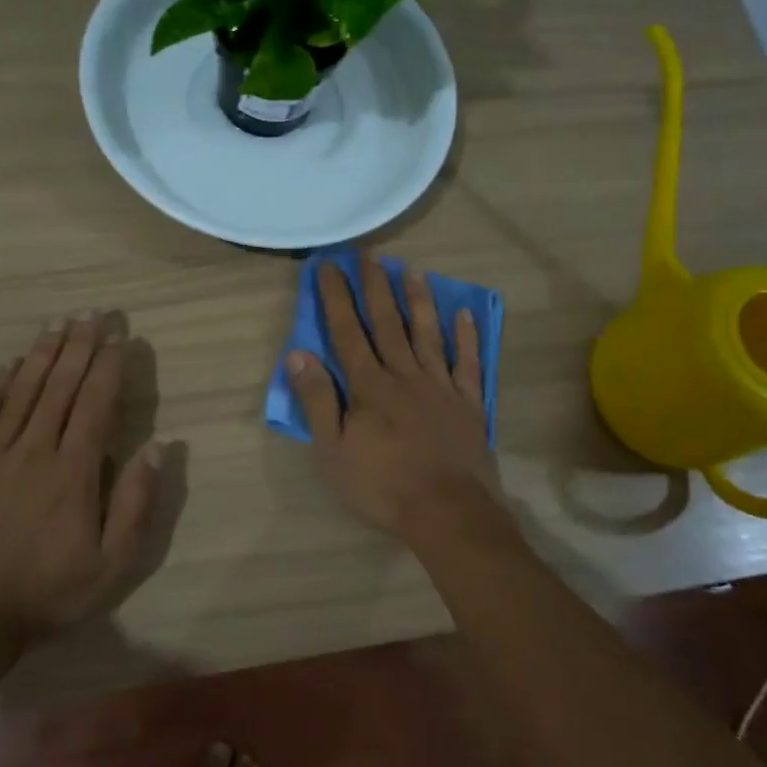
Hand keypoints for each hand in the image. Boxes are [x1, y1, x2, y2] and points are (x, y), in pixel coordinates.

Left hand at [0, 313, 162, 641]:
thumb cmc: (50, 591)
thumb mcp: (111, 564)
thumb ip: (135, 503)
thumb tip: (158, 447)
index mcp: (73, 472)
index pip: (95, 405)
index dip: (108, 367)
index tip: (119, 338)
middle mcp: (35, 451)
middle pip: (60, 387)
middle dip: (79, 346)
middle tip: (92, 313)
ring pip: (22, 392)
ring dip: (42, 354)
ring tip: (57, 323)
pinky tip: (9, 364)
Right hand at [287, 257, 500, 541]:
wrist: (447, 511)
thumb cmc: (382, 485)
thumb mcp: (333, 450)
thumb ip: (318, 400)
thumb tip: (298, 354)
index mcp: (369, 386)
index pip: (347, 331)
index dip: (336, 297)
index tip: (328, 266)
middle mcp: (404, 375)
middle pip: (388, 323)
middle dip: (376, 286)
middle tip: (369, 255)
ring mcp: (440, 386)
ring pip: (428, 333)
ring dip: (419, 300)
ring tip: (412, 271)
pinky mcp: (468, 403)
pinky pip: (467, 362)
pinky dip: (466, 337)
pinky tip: (464, 314)